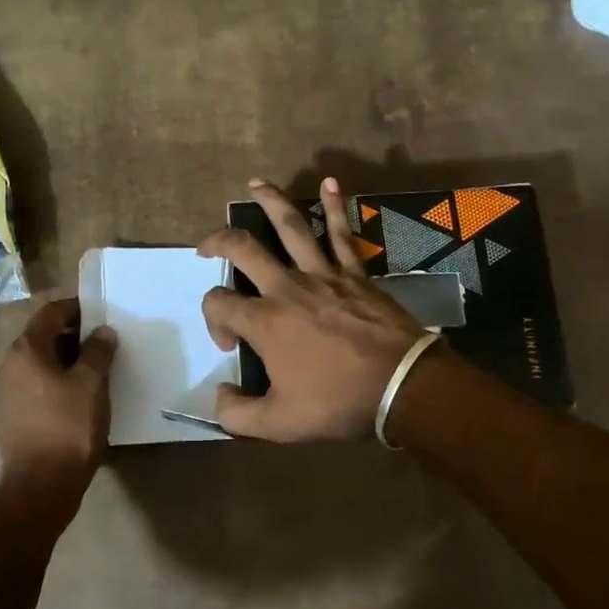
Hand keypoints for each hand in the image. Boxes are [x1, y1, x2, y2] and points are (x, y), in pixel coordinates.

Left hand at [0, 298, 115, 498]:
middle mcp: (10, 365)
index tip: (102, 313)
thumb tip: (102, 332)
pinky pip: (38, 385)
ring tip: (98, 369)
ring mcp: (8, 392)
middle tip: (105, 342)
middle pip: (44, 336)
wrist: (41, 485)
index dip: (77, 308)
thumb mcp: (91, 383)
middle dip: (75, 335)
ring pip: (42, 362)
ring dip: (68, 360)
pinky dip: (59, 381)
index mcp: (26, 350)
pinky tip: (81, 395)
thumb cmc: (68, 426)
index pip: (51, 313)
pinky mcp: (13, 415)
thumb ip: (97, 351)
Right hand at [198, 178, 428, 441]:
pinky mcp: (355, 273)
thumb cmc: (338, 402)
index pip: (219, 303)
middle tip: (206, 247)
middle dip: (218, 241)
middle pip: (244, 249)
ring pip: (292, 227)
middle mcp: (287, 288)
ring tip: (255, 184)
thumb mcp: (278, 425)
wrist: (402, 386)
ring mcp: (324, 274)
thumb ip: (236, 414)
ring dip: (271, 202)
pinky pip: (342, 233)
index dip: (213, 320)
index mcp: (265, 321)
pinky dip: (335, 207)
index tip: (232, 345)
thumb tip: (220, 395)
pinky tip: (330, 183)